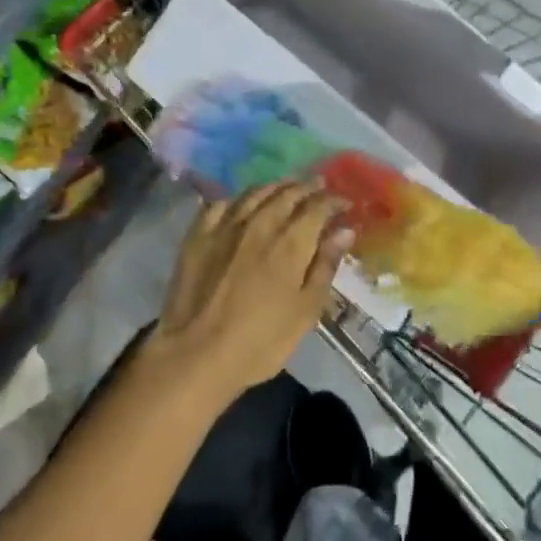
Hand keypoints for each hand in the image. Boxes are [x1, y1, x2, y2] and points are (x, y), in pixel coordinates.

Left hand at [145, 181, 351, 408]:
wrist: (195, 354)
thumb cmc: (261, 340)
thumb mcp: (306, 310)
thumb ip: (325, 265)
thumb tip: (344, 230)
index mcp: (292, 241)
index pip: (318, 206)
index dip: (334, 201)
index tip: (344, 204)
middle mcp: (261, 222)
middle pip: (288, 193)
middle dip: (307, 187)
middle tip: (318, 187)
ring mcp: (225, 225)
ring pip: (255, 192)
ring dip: (276, 186)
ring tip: (286, 187)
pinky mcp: (198, 235)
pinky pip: (220, 204)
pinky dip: (237, 200)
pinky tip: (241, 204)